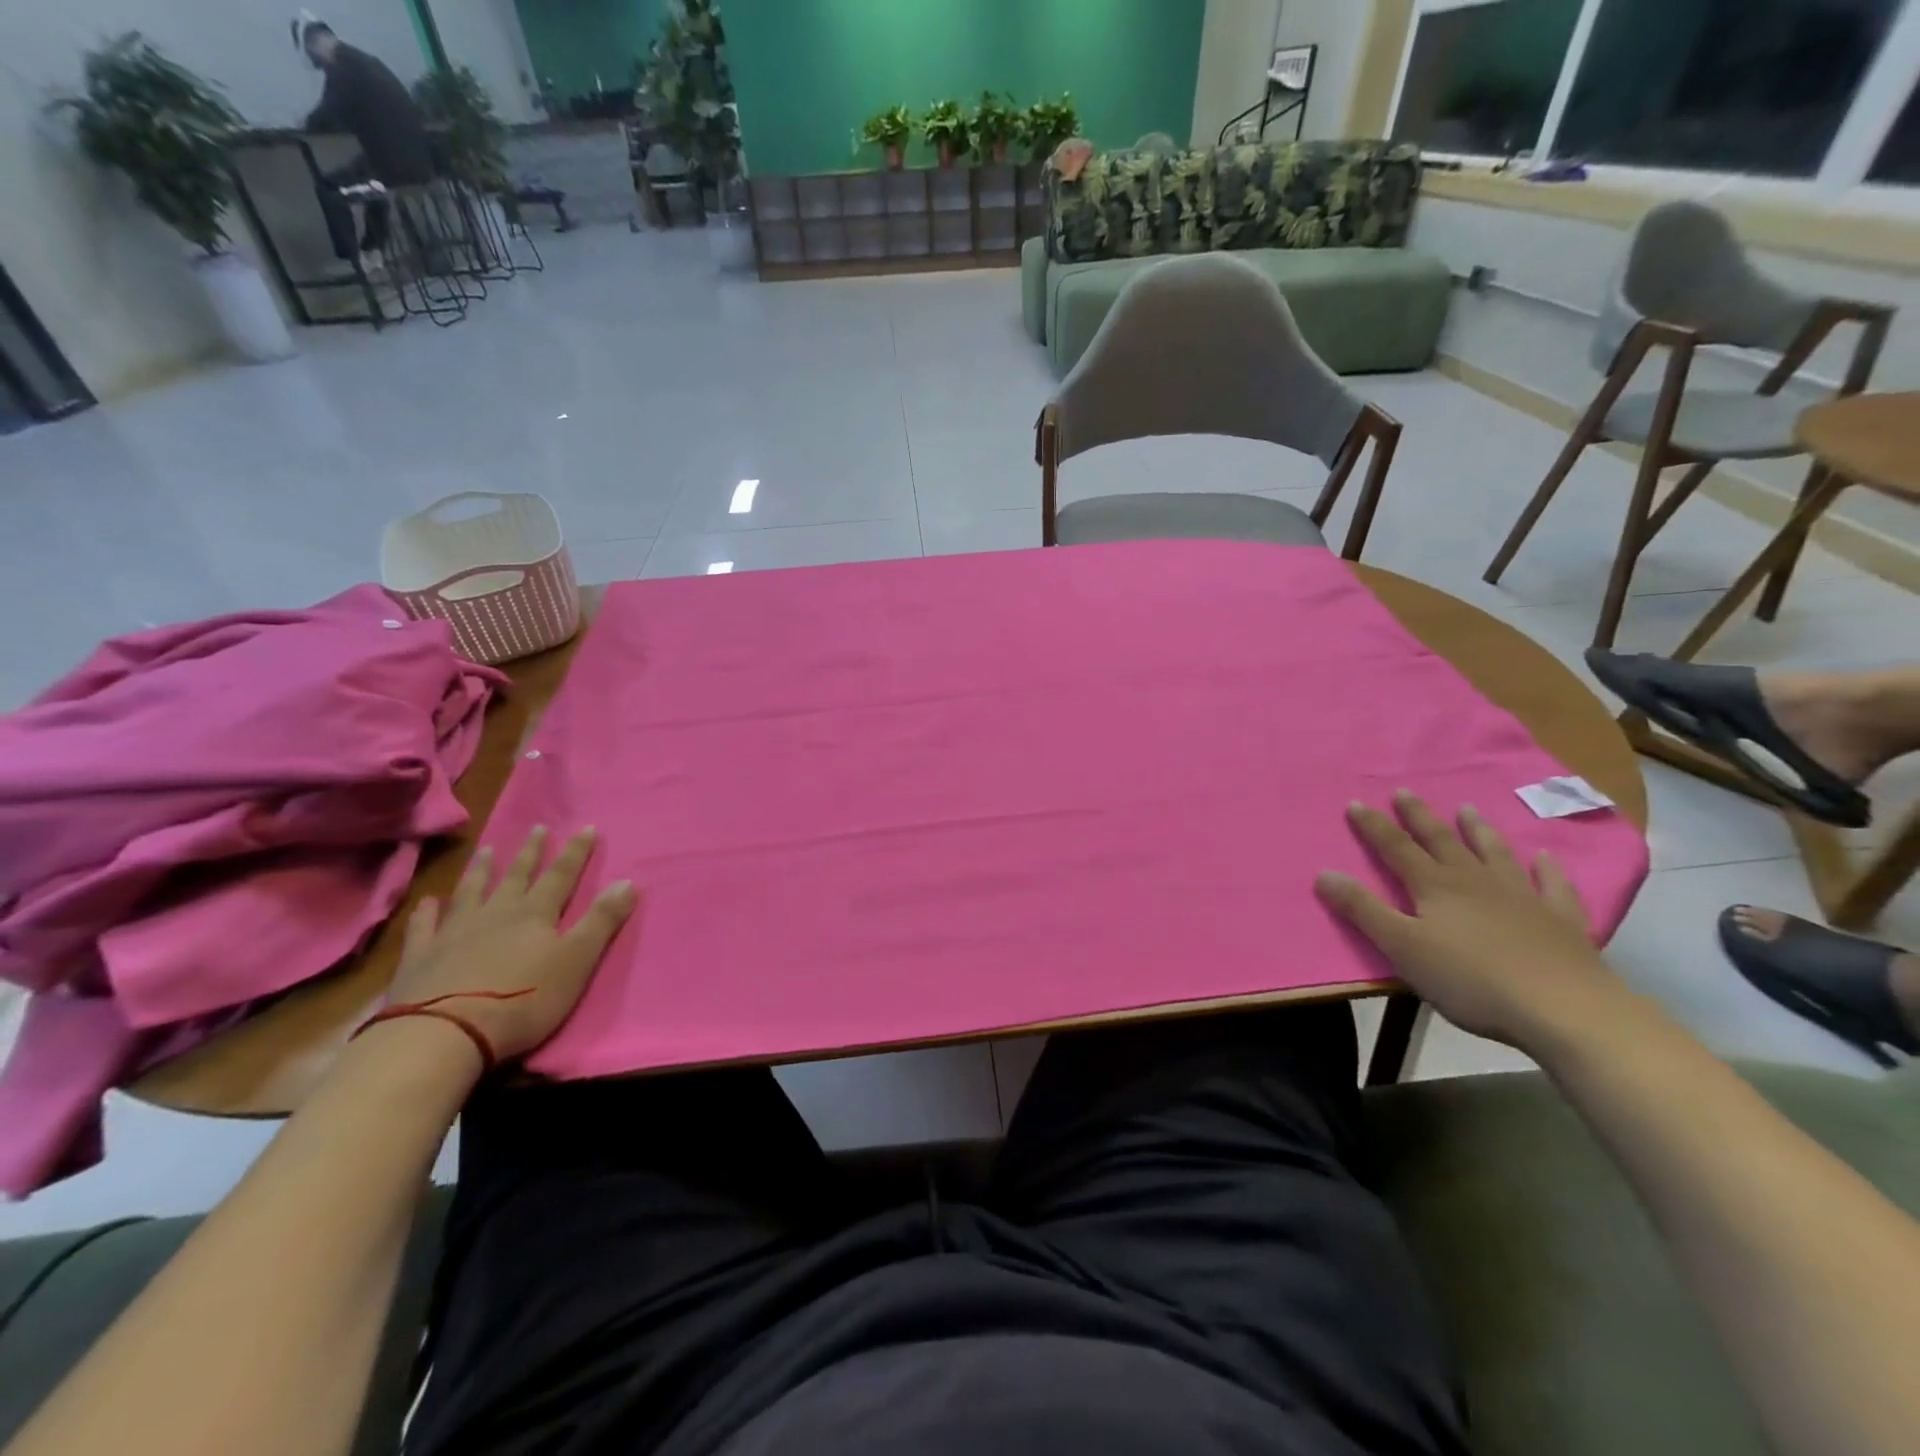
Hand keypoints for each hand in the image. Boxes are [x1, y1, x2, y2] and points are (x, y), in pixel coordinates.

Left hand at [383, 825, 637, 1064]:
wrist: (444, 1033)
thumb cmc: (523, 998)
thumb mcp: (577, 961)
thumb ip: (601, 921)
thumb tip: (628, 881)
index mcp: (535, 914)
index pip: (561, 875)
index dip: (576, 852)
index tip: (586, 827)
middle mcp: (496, 913)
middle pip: (517, 876)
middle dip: (530, 852)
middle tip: (536, 828)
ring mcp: (454, 932)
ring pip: (471, 891)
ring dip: (481, 870)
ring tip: (486, 850)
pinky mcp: (421, 957)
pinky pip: (424, 926)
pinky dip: (427, 912)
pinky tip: (428, 901)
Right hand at [1315, 791, 1618, 1049]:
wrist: (1565, 1009)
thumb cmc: (1471, 980)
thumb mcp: (1402, 948)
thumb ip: (1363, 910)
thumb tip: (1323, 873)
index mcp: (1435, 887)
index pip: (1396, 849)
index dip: (1374, 826)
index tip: (1356, 802)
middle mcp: (1475, 882)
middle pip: (1442, 842)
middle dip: (1419, 817)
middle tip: (1405, 792)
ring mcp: (1522, 897)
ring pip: (1494, 854)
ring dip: (1478, 831)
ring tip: (1467, 809)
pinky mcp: (1560, 921)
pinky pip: (1552, 886)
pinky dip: (1547, 869)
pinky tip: (1545, 857)